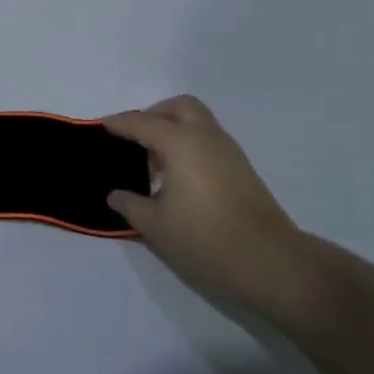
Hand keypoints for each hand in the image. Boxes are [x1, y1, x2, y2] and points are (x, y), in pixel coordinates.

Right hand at [104, 96, 315, 316]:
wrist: (275, 265)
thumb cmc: (207, 239)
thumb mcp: (155, 225)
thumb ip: (129, 204)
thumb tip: (116, 194)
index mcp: (179, 142)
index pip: (140, 123)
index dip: (117, 124)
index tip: (98, 129)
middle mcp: (205, 137)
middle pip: (177, 107)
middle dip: (153, 115)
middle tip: (134, 139)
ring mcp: (229, 152)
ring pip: (197, 122)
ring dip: (173, 130)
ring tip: (154, 162)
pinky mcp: (242, 170)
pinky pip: (208, 140)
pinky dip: (189, 145)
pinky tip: (178, 177)